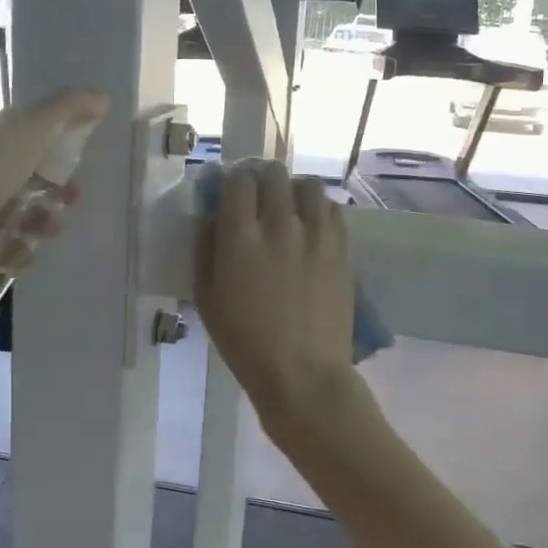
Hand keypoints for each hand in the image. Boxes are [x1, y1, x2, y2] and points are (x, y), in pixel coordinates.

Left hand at [0, 86, 107, 300]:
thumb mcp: (26, 133)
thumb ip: (63, 112)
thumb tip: (102, 97)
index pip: (25, 159)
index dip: (55, 168)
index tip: (77, 181)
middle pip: (21, 199)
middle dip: (49, 206)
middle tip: (61, 213)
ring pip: (10, 235)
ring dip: (32, 238)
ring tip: (35, 240)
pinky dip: (7, 266)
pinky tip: (11, 261)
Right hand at [194, 161, 360, 431]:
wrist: (303, 374)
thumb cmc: (245, 343)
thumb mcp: (206, 299)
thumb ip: (205, 250)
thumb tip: (211, 218)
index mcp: (241, 236)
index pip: (239, 179)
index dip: (234, 181)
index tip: (233, 193)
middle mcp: (280, 224)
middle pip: (274, 173)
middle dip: (263, 179)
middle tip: (259, 199)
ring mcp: (317, 234)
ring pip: (308, 184)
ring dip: (294, 190)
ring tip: (290, 210)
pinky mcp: (342, 248)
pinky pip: (332, 209)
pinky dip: (319, 210)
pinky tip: (312, 229)